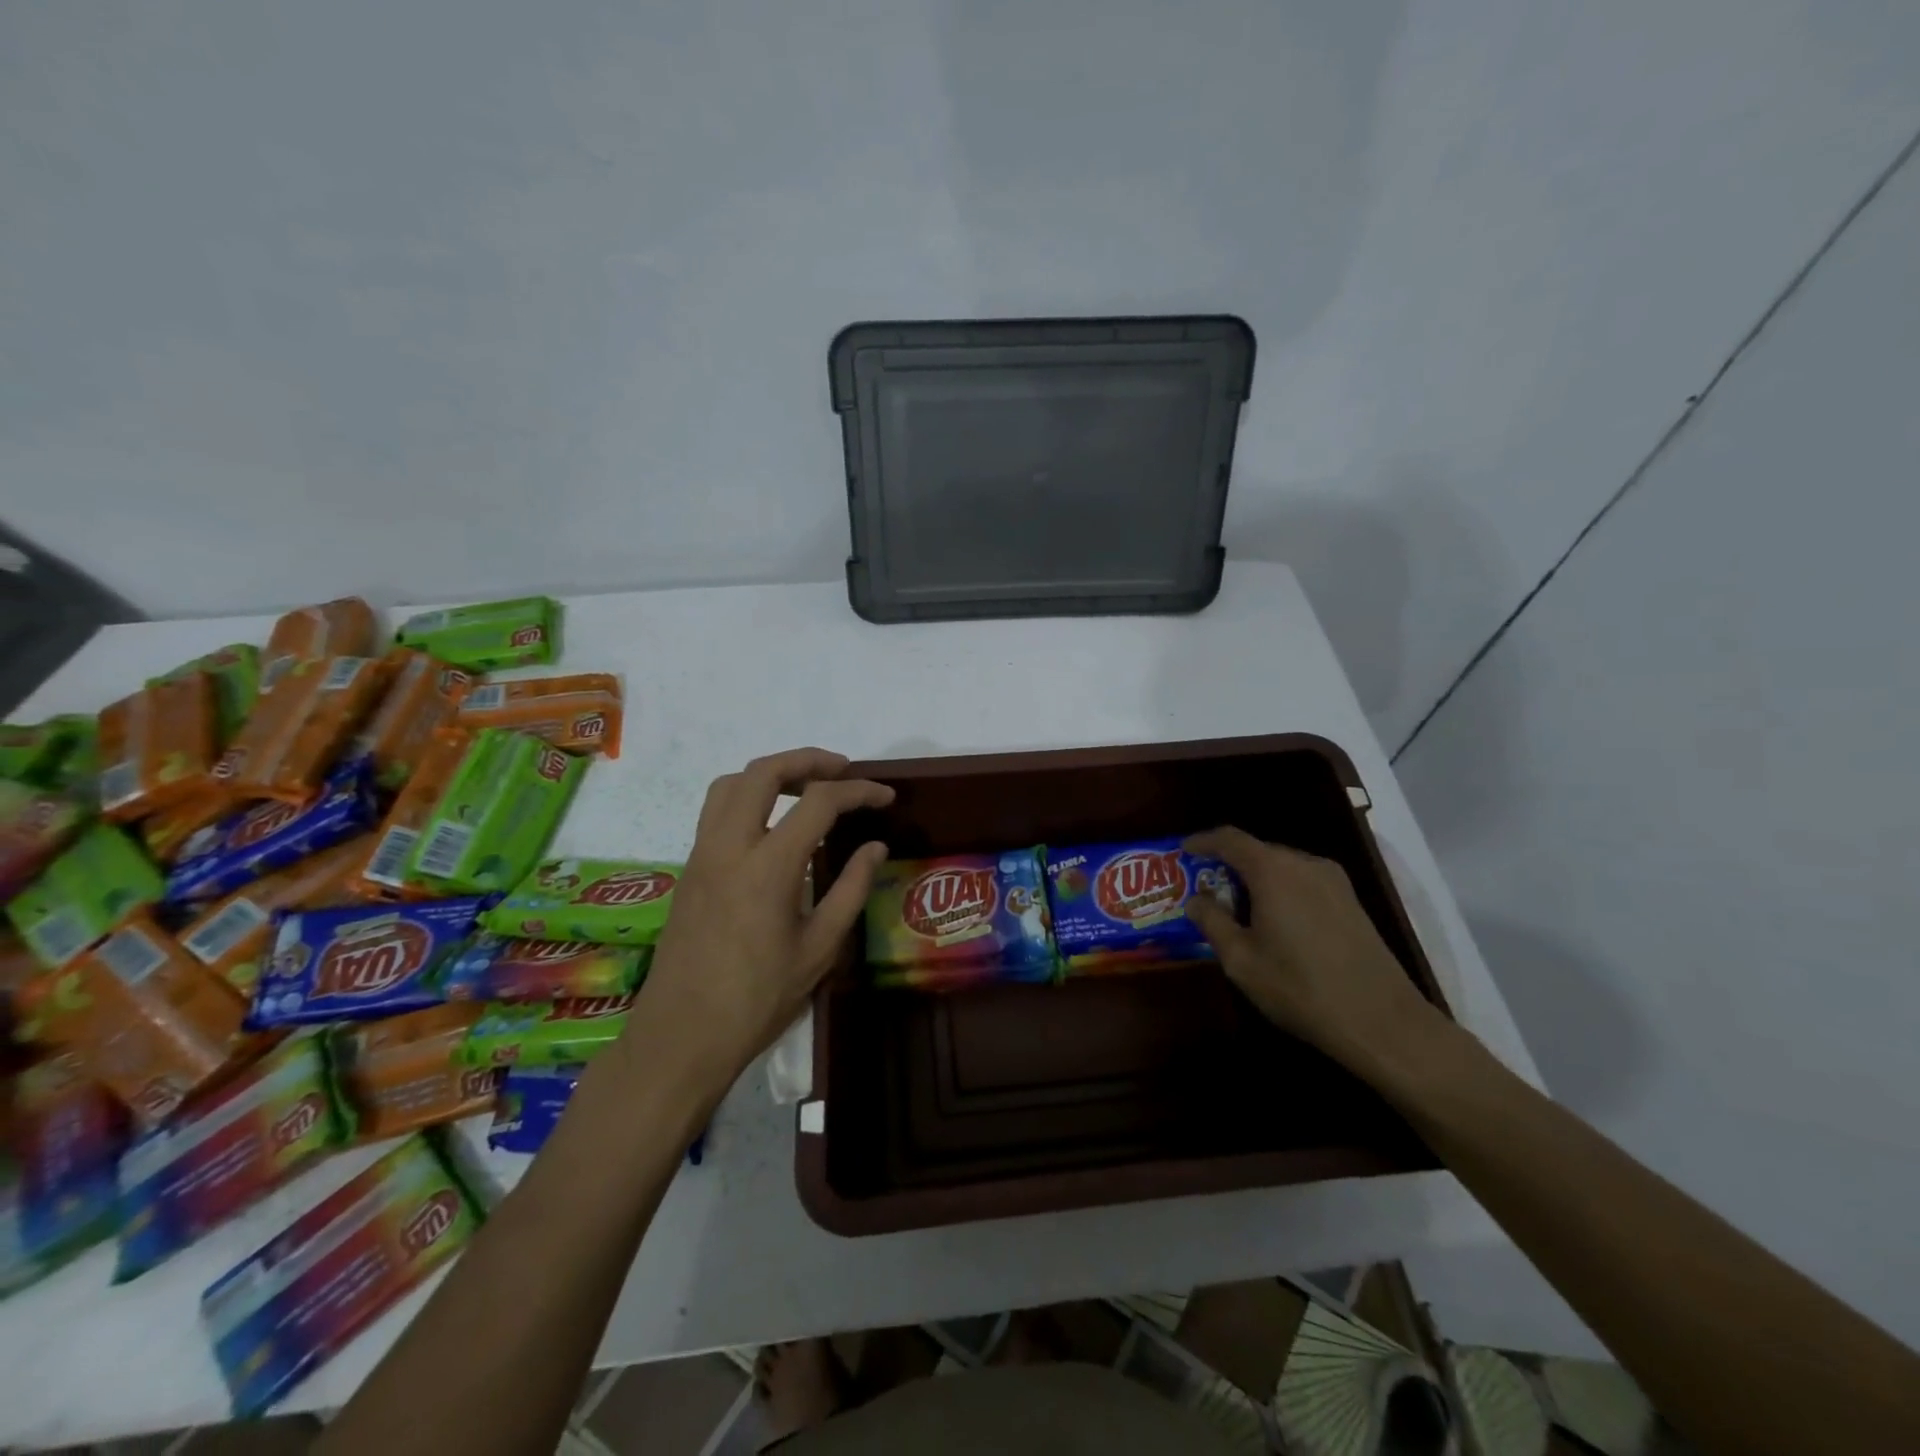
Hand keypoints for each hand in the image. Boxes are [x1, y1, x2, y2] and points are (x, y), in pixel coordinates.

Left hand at [633, 748, 892, 1093]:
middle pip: (763, 773)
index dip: (858, 792)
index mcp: (767, 867)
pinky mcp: (689, 870)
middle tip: (843, 770)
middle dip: (808, 760)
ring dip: (771, 774)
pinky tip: (773, 824)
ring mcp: (701, 855)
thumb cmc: (757, 1000)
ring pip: (730, 784)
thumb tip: (875, 848)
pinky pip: (715, 811)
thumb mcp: (819, 949)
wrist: (681, 1037)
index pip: (818, 802)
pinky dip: (748, 797)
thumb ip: (850, 890)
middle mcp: (728, 847)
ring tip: (805, 788)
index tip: (885, 797)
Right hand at [1182, 827, 1442, 1077]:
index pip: (1230, 839)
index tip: (1183, 851)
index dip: (1203, 841)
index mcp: (1274, 870)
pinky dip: (1280, 890)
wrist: (1382, 1022)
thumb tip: (1196, 899)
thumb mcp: (1241, 960)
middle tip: (1205, 887)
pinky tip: (1274, 920)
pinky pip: (1304, 882)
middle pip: (1257, 850)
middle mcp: (1305, 864)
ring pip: (1283, 866)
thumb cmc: (1300, 988)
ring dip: (1256, 879)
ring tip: (1236, 906)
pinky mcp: (1351, 902)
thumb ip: (1212, 922)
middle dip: (1228, 864)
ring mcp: (1334, 881)